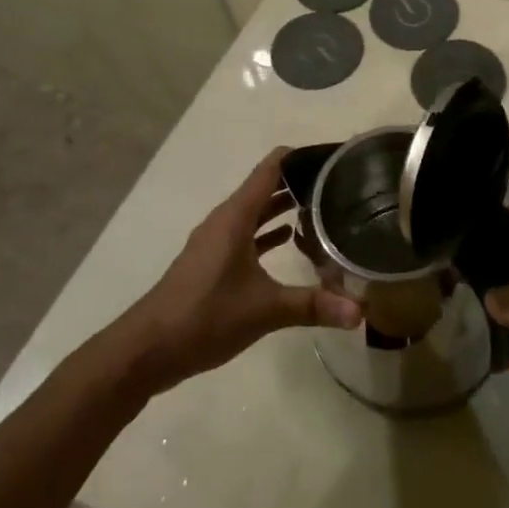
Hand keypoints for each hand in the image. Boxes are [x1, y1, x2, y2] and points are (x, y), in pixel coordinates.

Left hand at [113, 150, 361, 395]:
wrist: (146, 351)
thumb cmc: (204, 316)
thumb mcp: (265, 310)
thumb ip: (313, 306)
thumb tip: (361, 311)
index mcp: (236, 216)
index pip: (273, 167)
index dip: (303, 156)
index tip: (337, 158)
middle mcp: (226, 220)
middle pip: (267, 186)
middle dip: (302, 182)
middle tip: (343, 185)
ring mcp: (217, 241)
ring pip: (257, 211)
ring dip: (286, 206)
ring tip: (327, 208)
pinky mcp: (214, 262)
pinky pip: (249, 234)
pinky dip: (271, 232)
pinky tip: (294, 241)